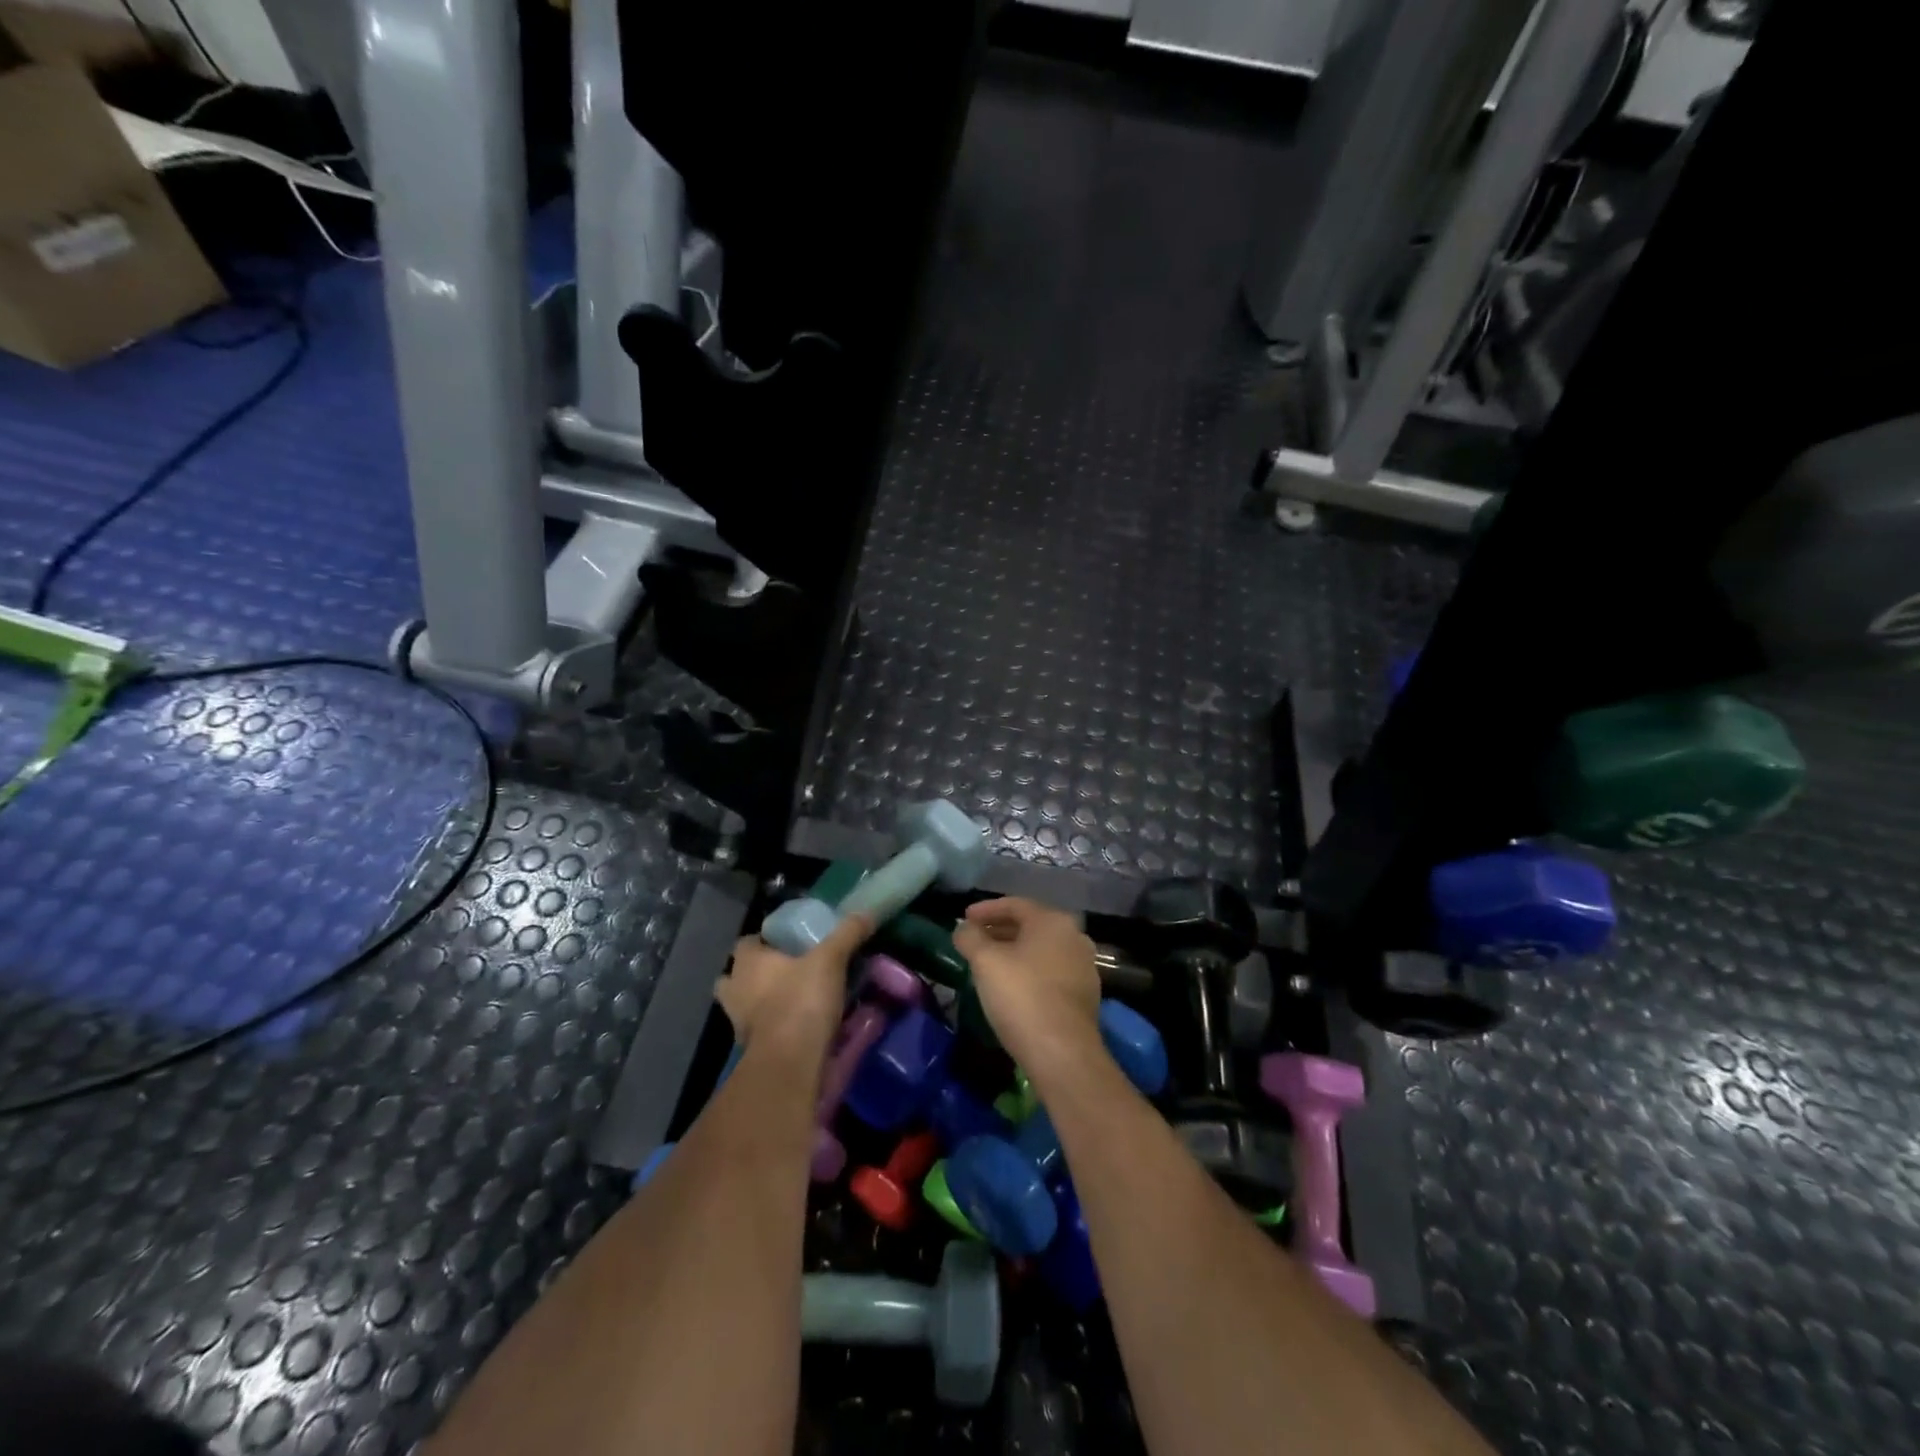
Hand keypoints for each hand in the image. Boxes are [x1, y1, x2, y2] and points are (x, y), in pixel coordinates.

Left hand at [719, 914, 873, 1061]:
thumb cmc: (801, 1001)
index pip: (746, 942)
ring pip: (744, 1005)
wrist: (789, 1062)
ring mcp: (738, 1023)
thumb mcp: (831, 960)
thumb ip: (847, 934)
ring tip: (792, 999)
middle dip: (755, 974)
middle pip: (737, 976)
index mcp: (748, 962)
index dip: (765, 940)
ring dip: (762, 1002)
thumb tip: (866, 913)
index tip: (788, 942)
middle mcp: (735, 990)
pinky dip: (773, 1027)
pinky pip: (760, 1031)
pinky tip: (797, 1025)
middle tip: (787, 971)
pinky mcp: (750, 1050)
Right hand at [952, 898, 1101, 1080]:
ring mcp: (1084, 966)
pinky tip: (1012, 987)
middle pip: (1030, 925)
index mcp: (1053, 921)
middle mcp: (1074, 937)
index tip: (963, 918)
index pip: (1014, 904)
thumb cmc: (1022, 996)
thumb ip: (970, 938)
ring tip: (988, 963)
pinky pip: (1051, 971)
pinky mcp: (1085, 994)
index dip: (985, 910)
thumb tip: (963, 928)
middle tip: (973, 940)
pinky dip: (1029, 971)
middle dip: (999, 930)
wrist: (1063, 1053)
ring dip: (1014, 952)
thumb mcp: (986, 962)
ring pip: (1041, 950)